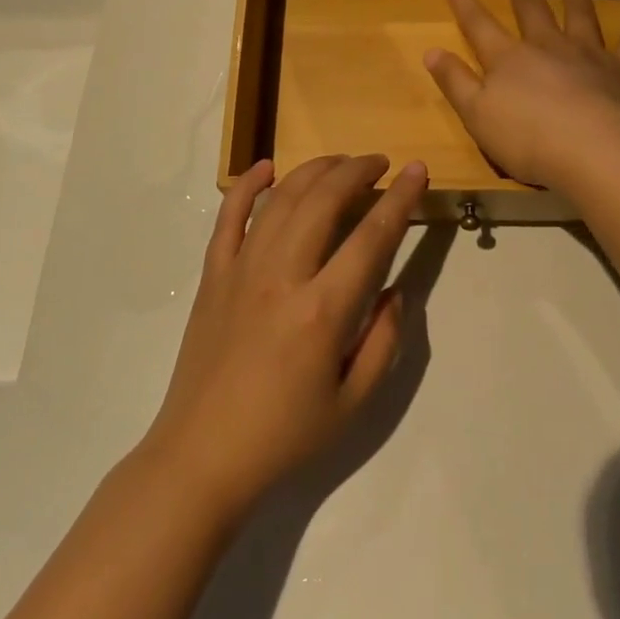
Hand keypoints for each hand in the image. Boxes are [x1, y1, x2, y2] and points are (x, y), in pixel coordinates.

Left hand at [142, 153, 428, 520]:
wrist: (201, 457)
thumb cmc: (284, 436)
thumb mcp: (354, 404)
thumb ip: (384, 341)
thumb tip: (393, 291)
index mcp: (322, 310)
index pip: (372, 236)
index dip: (400, 198)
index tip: (418, 170)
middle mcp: (282, 276)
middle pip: (323, 200)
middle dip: (356, 171)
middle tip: (379, 162)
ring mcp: (241, 270)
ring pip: (281, 199)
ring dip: (314, 171)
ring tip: (340, 162)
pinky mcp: (213, 276)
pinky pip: (228, 218)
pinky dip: (247, 186)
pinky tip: (266, 168)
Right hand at [423, 0, 619, 190]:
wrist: (592, 152)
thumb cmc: (526, 140)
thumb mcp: (476, 116)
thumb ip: (455, 82)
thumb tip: (431, 50)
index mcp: (508, 59)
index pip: (478, 24)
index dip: (463, 1)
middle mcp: (547, 46)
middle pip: (531, 7)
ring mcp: (588, 54)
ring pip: (579, 12)